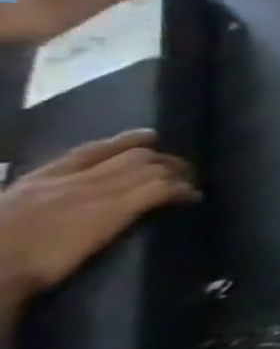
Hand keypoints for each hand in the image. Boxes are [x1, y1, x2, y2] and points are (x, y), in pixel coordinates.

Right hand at [0, 131, 199, 309]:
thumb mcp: (8, 211)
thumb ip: (36, 201)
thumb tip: (57, 206)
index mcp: (38, 180)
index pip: (90, 151)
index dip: (125, 141)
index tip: (150, 136)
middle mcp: (72, 180)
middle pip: (133, 157)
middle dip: (163, 160)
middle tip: (181, 169)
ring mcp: (97, 193)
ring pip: (152, 169)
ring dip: (178, 174)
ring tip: (190, 184)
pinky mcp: (116, 210)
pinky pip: (161, 189)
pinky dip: (182, 191)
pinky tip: (191, 198)